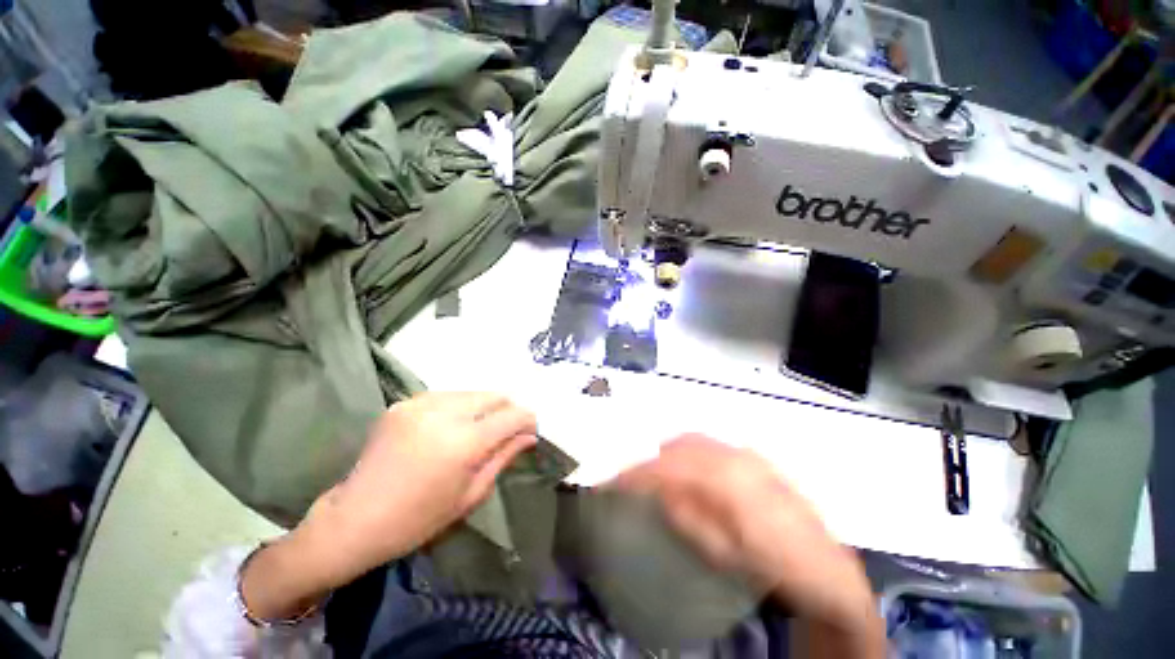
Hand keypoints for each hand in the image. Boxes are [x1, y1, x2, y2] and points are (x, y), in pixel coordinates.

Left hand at [241, 392, 536, 619]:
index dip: (528, 419)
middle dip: (507, 409)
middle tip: (506, 429)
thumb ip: (503, 457)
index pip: (512, 415)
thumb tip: (529, 435)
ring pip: (471, 392)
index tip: (531, 429)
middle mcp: (445, 414)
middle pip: (493, 395)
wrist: (354, 519)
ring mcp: (421, 404)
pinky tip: (450, 427)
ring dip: (483, 407)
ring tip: (478, 429)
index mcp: (464, 443)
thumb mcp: (470, 495)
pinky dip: (458, 407)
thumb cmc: (418, 520)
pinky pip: (446, 396)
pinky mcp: (404, 403)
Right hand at [613, 435, 883, 655]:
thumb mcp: (722, 551)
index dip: (636, 473)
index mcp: (723, 480)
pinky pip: (708, 443)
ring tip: (654, 472)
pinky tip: (684, 467)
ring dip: (667, 453)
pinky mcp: (751, 455)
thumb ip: (685, 516)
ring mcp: (743, 452)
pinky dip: (687, 450)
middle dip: (649, 460)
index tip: (612, 480)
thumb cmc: (771, 564)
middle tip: (631, 478)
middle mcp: (731, 455)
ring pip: (691, 441)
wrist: (824, 566)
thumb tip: (655, 491)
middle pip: (676, 447)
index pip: (667, 468)